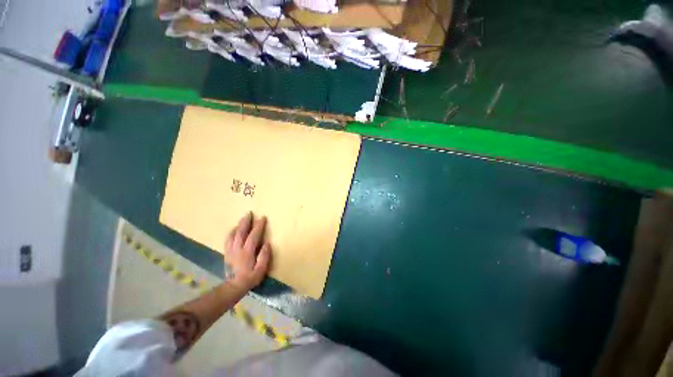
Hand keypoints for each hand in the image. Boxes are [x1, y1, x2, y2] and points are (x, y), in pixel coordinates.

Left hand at [224, 212, 271, 290]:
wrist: (234, 286)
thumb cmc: (250, 278)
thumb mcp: (261, 270)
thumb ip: (264, 256)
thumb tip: (266, 243)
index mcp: (247, 252)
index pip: (253, 236)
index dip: (258, 226)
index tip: (262, 218)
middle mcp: (238, 249)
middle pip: (241, 232)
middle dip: (246, 221)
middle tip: (250, 213)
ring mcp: (231, 250)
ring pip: (233, 234)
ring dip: (239, 225)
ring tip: (243, 218)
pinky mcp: (227, 252)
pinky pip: (228, 239)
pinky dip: (231, 232)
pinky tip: (234, 229)